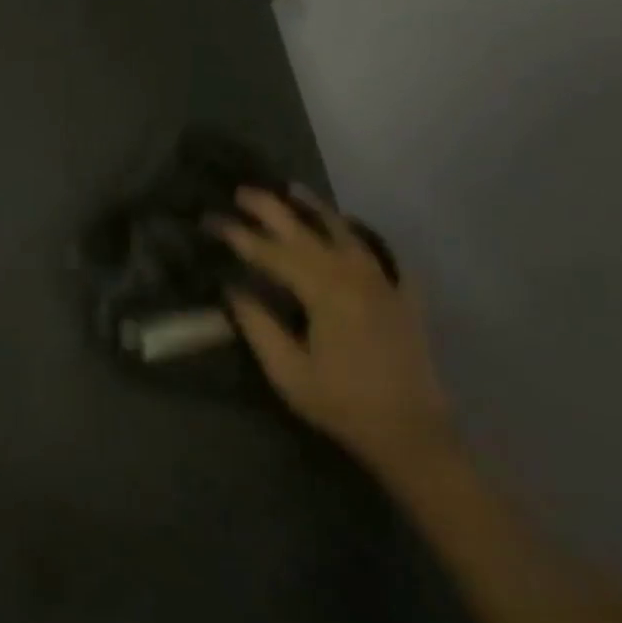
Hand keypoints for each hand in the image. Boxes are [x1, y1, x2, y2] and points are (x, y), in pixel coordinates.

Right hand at [214, 188, 454, 478]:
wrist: (412, 433)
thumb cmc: (340, 402)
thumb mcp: (286, 370)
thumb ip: (257, 324)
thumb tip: (231, 288)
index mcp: (324, 292)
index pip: (271, 253)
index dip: (238, 235)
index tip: (209, 220)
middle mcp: (355, 276)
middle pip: (306, 232)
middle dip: (271, 209)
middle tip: (242, 192)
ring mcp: (383, 282)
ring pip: (345, 232)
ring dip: (315, 209)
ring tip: (291, 189)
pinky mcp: (401, 296)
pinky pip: (378, 252)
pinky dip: (359, 233)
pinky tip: (347, 225)